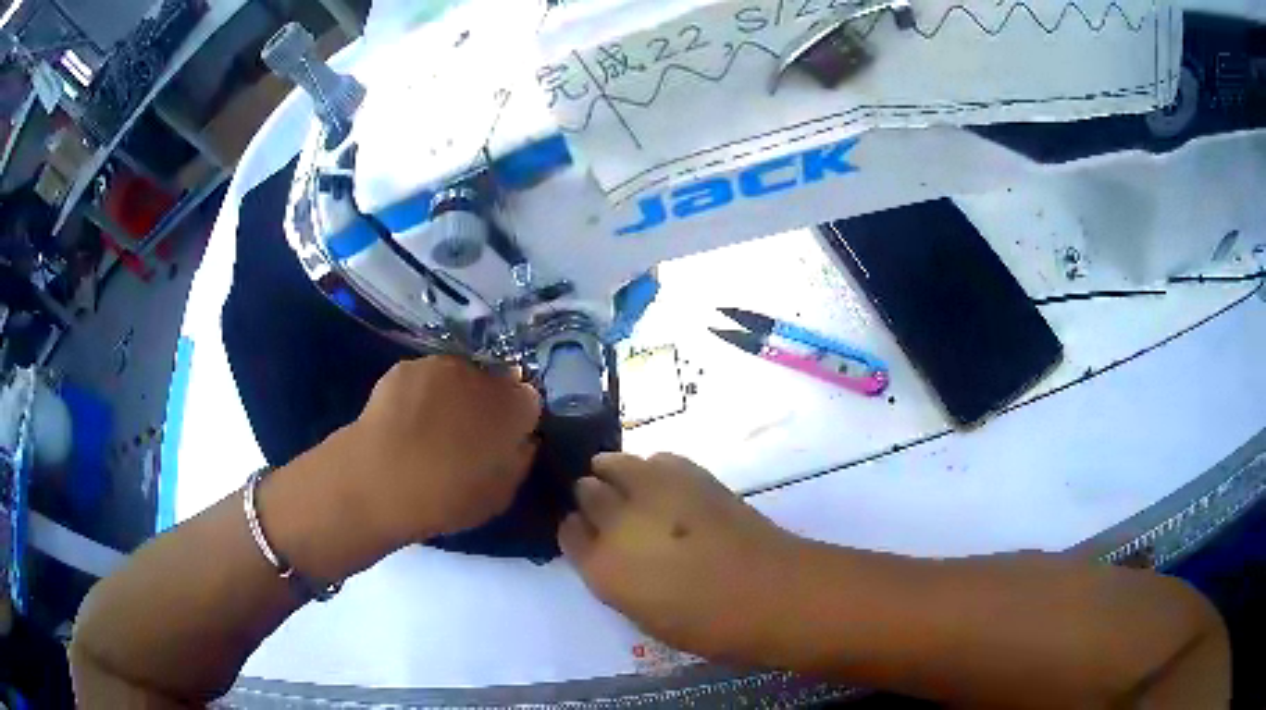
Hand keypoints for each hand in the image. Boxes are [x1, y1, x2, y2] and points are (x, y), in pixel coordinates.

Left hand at [339, 356, 540, 543]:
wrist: (383, 479)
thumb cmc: (449, 497)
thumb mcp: (500, 495)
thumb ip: (519, 461)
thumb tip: (523, 441)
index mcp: (515, 407)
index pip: (529, 401)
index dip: (517, 421)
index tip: (503, 441)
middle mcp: (483, 375)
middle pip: (493, 383)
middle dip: (485, 403)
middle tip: (466, 436)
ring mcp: (442, 366)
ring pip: (457, 377)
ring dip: (453, 395)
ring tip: (430, 428)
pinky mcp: (405, 367)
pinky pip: (423, 379)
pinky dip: (420, 394)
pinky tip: (405, 421)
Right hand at [558, 453, 802, 662]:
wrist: (770, 592)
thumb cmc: (708, 625)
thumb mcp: (643, 615)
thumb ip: (618, 580)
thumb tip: (614, 557)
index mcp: (602, 567)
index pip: (568, 533)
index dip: (578, 532)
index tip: (588, 535)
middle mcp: (617, 522)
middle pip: (586, 491)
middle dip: (593, 499)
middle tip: (613, 512)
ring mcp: (652, 490)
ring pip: (613, 463)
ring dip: (615, 474)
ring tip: (632, 488)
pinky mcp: (689, 472)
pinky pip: (655, 459)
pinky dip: (653, 469)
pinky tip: (667, 486)